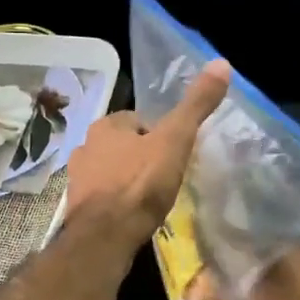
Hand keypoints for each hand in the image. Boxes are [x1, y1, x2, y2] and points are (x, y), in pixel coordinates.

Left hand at [66, 61, 231, 248]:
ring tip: (152, 197)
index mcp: (107, 125)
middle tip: (167, 175)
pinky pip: (104, 196)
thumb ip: (196, 106)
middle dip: (142, 156)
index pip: (138, 120)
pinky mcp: (78, 207)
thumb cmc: (140, 184)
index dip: (159, 134)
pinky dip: (118, 201)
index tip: (175, 152)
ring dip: (129, 179)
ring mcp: (79, 178)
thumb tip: (222, 63)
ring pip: (112, 170)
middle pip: (124, 145)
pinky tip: (134, 215)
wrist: (106, 236)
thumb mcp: (175, 140)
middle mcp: (86, 146)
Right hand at [190, 246, 299, 299]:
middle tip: (230, 287)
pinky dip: (290, 296)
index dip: (225, 256)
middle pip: (266, 258)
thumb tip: (191, 296)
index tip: (212, 268)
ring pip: (287, 273)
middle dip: (248, 271)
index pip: (245, 243)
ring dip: (271, 285)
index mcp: (282, 252)